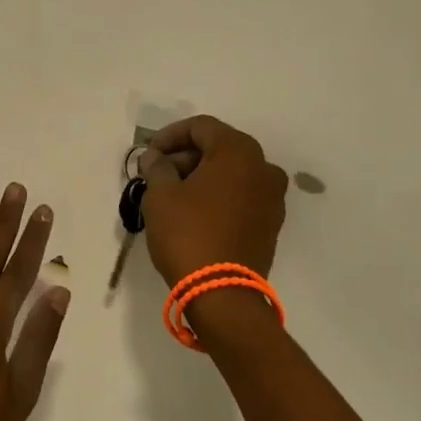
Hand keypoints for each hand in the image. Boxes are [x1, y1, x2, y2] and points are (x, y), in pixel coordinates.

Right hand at [138, 116, 289, 285]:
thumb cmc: (187, 233)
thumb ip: (157, 167)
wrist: (222, 293)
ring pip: (231, 173)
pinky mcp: (271, 223)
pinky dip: (218, 195)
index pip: (201, 127)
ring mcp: (273, 197)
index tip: (148, 154)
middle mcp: (264, 167)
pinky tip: (194, 212)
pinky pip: (241, 196)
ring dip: (202, 176)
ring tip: (172, 194)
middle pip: (219, 148)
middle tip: (157, 174)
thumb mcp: (160, 195)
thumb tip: (156, 158)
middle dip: (185, 156)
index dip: (169, 136)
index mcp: (239, 151)